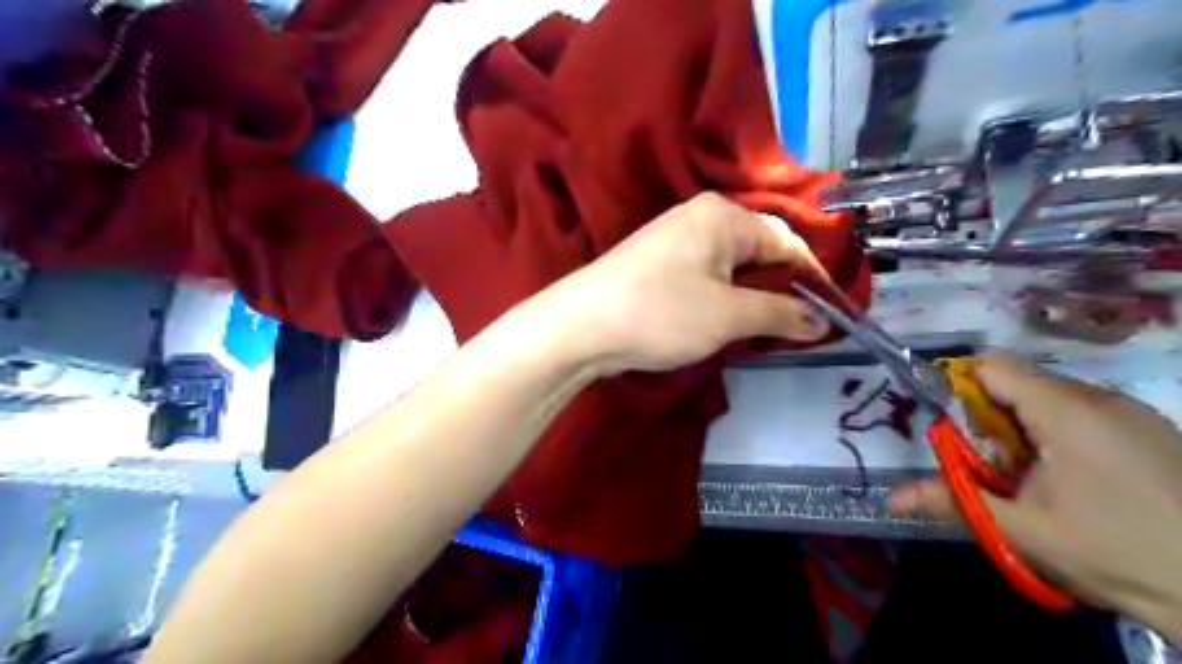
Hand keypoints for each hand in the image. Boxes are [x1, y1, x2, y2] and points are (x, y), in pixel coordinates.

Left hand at [544, 193, 829, 376]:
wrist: (579, 326)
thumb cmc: (661, 313)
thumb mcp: (729, 316)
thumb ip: (780, 314)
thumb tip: (820, 321)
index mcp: (723, 216)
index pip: (786, 241)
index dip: (813, 278)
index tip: (831, 315)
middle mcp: (699, 216)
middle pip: (759, 250)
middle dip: (780, 289)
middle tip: (796, 328)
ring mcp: (673, 238)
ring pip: (731, 266)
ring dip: (751, 297)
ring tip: (763, 331)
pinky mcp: (656, 262)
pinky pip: (706, 275)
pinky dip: (723, 298)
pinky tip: (724, 321)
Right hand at [891, 353, 1180, 637]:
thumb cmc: (1111, 552)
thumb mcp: (1020, 530)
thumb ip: (951, 501)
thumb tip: (889, 499)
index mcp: (1065, 412)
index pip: (992, 367)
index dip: (962, 389)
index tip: (958, 431)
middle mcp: (1100, 398)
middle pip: (1019, 383)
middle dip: (993, 418)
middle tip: (997, 468)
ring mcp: (1133, 412)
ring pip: (1052, 397)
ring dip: (1026, 427)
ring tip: (1036, 477)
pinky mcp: (1152, 428)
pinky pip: (1085, 410)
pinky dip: (1061, 432)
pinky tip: (1076, 478)